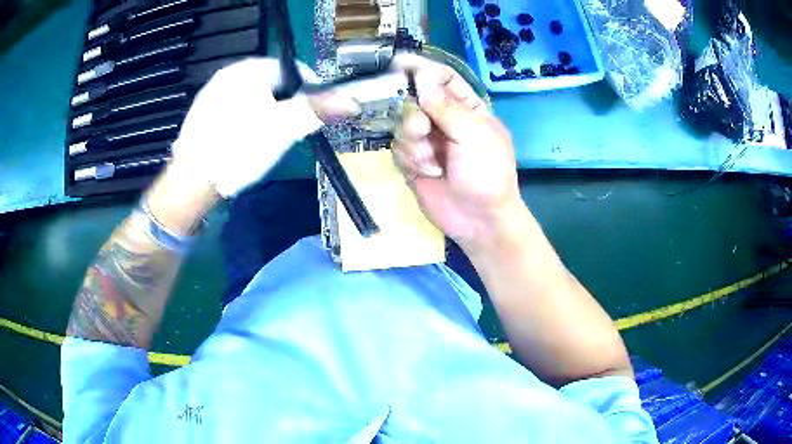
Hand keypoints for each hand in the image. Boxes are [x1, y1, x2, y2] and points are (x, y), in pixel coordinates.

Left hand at [171, 57, 358, 197]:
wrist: (191, 183)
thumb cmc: (239, 149)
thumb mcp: (284, 128)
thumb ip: (317, 110)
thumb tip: (352, 100)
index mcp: (249, 69)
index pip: (295, 70)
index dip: (313, 92)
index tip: (316, 117)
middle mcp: (228, 73)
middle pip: (274, 84)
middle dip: (288, 105)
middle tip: (291, 133)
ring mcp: (212, 92)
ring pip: (255, 98)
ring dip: (268, 114)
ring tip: (268, 141)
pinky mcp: (203, 113)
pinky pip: (236, 109)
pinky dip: (248, 121)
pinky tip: (244, 142)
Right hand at [391, 54, 522, 249]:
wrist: (479, 220)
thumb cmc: (487, 173)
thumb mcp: (473, 135)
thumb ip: (445, 105)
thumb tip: (421, 74)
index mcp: (467, 107)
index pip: (442, 78)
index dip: (421, 68)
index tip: (397, 63)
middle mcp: (444, 120)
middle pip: (413, 99)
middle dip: (414, 115)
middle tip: (422, 129)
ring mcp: (427, 141)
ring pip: (401, 125)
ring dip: (415, 144)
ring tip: (434, 163)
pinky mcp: (412, 161)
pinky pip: (397, 149)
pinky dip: (410, 160)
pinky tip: (428, 174)